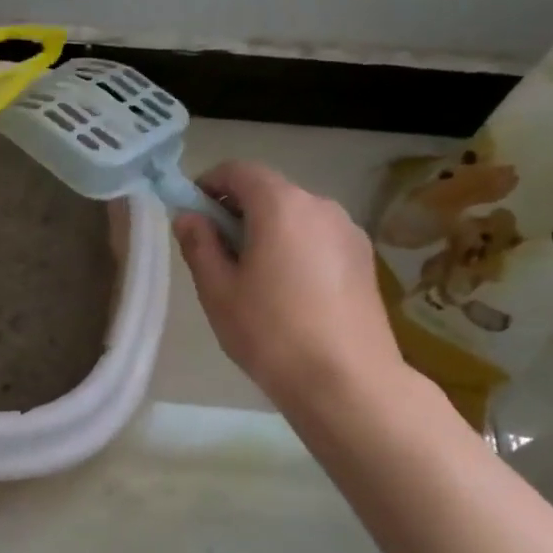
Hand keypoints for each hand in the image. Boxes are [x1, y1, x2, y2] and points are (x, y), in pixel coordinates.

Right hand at [174, 161, 411, 411]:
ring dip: (267, 230)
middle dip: (237, 211)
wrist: (348, 382)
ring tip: (253, 278)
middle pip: (269, 190)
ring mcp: (348, 232)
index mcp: (281, 205)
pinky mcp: (364, 259)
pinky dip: (295, 247)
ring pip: (295, 215)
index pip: (238, 170)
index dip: (209, 184)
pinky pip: (318, 237)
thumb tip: (188, 216)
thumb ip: (199, 244)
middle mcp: (320, 206)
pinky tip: (288, 292)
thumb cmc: (271, 333)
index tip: (193, 216)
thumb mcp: (218, 290)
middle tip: (217, 253)